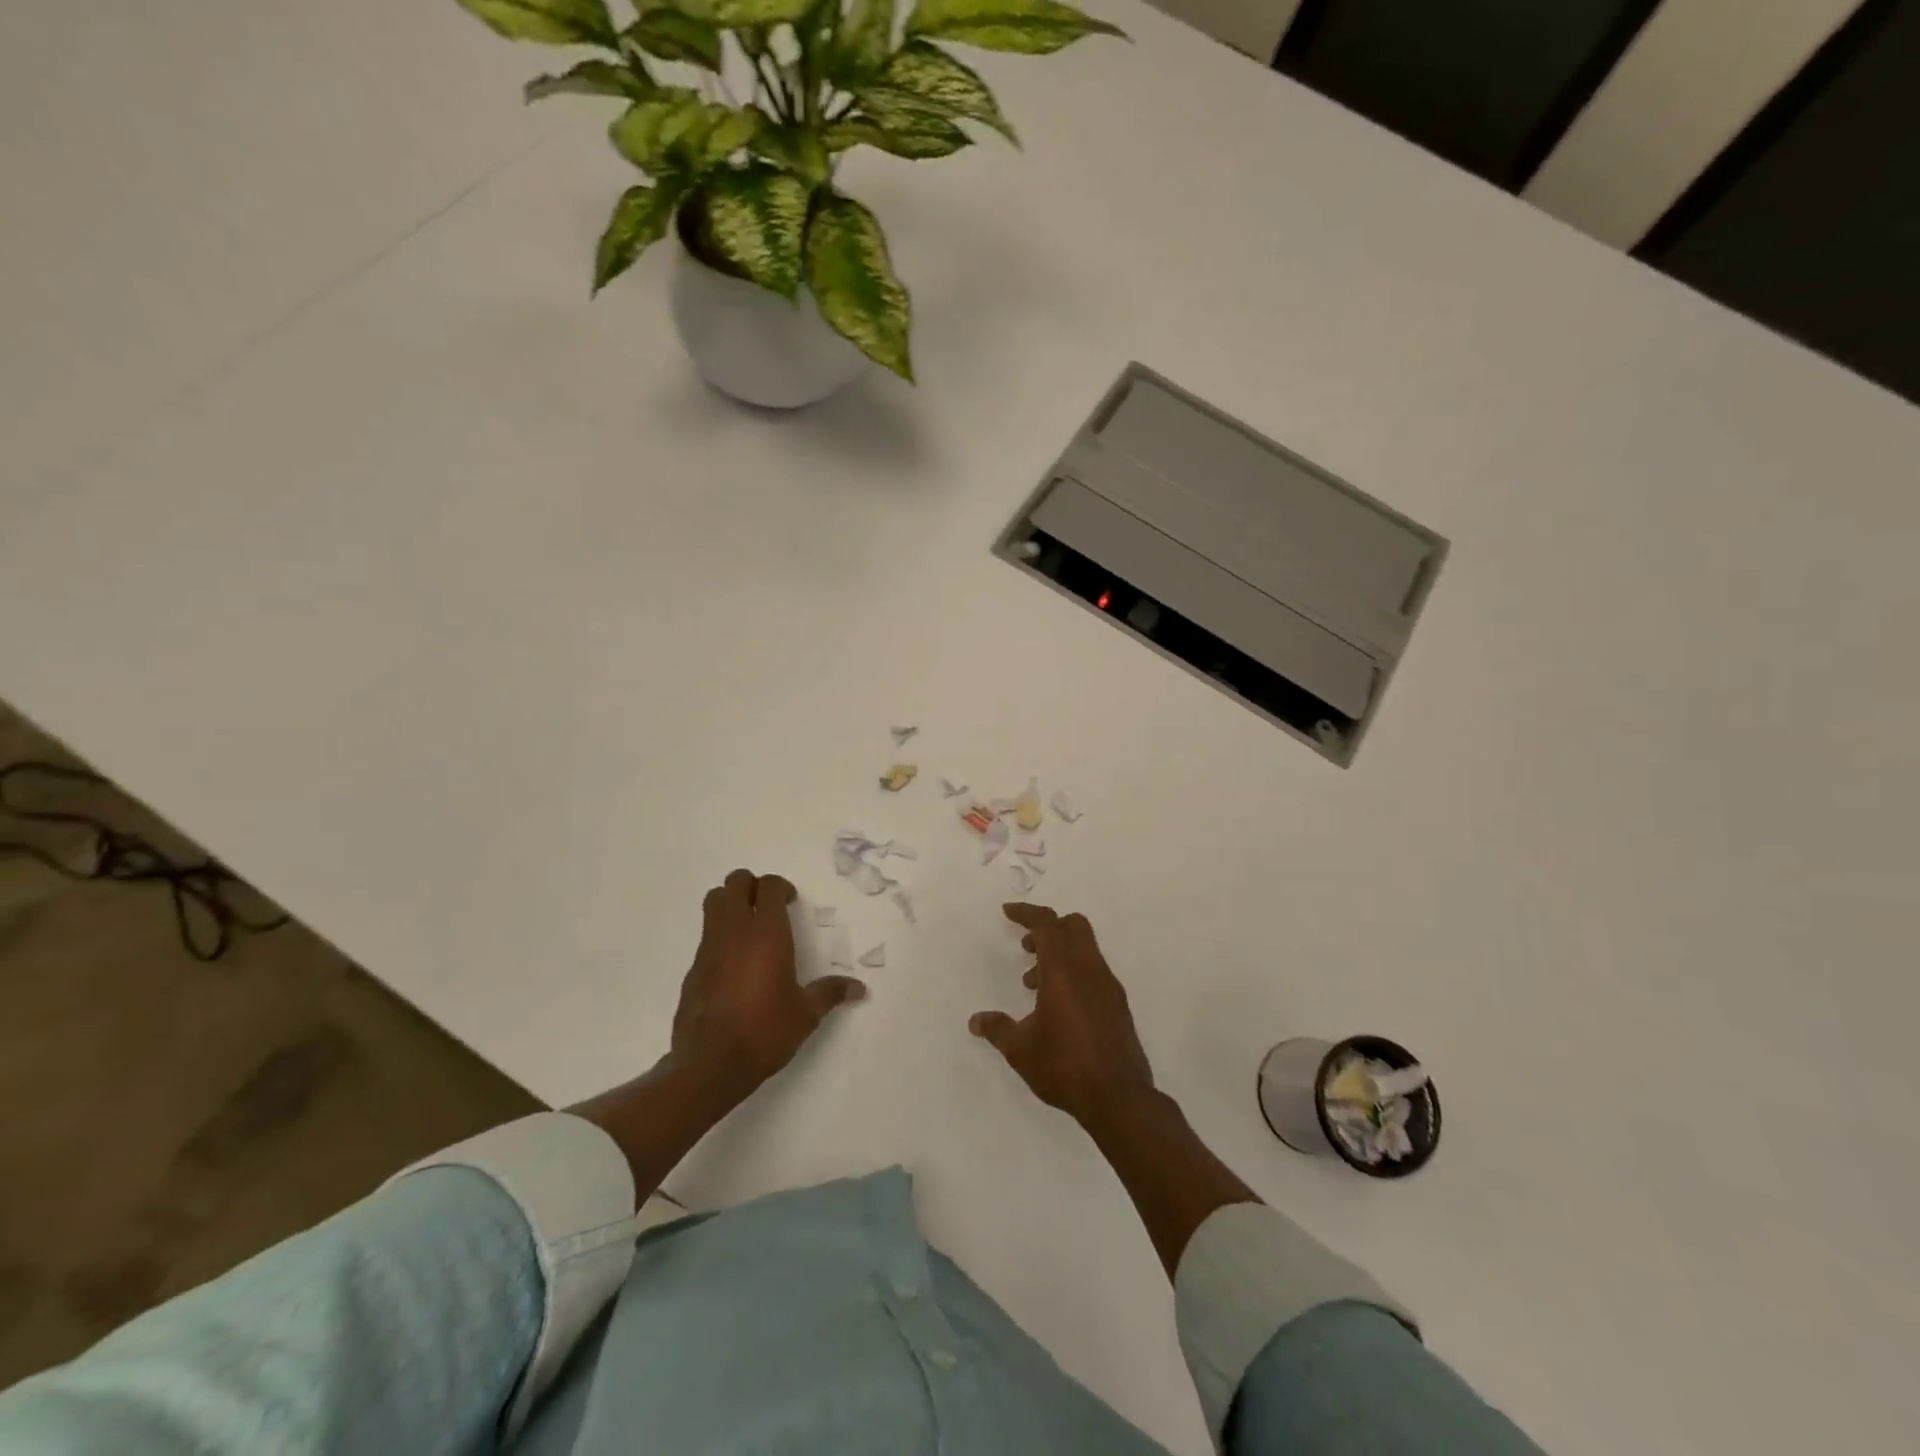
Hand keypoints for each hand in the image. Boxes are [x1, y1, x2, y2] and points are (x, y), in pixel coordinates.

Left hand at [671, 868, 865, 1094]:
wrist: (710, 1064)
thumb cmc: (765, 1031)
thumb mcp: (805, 1014)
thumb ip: (830, 993)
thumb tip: (859, 988)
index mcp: (766, 934)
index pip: (768, 886)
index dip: (781, 887)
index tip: (791, 902)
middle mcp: (734, 932)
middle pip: (735, 883)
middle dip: (751, 885)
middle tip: (767, 906)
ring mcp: (708, 948)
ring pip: (713, 902)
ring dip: (731, 903)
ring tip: (749, 928)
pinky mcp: (693, 968)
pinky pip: (706, 935)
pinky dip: (719, 935)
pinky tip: (734, 965)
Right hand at [969, 903, 1155, 1129]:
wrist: (1119, 1098)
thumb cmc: (1064, 1066)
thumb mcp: (1020, 1050)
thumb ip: (997, 1029)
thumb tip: (976, 1021)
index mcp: (1064, 969)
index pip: (1047, 923)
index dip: (1026, 913)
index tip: (1008, 912)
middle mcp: (1089, 969)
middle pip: (1073, 926)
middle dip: (1048, 928)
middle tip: (1026, 946)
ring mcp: (1108, 986)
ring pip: (1085, 949)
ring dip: (1059, 954)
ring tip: (1033, 985)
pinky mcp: (1118, 1005)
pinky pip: (1093, 971)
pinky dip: (1074, 973)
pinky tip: (1058, 1007)